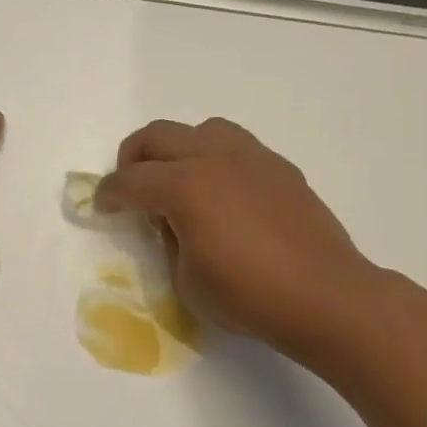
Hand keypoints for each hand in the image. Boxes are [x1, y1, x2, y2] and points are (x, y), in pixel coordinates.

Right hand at [96, 118, 375, 357]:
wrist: (324, 296)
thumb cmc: (248, 296)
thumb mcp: (187, 280)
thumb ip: (170, 242)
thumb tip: (172, 223)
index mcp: (185, 187)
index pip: (130, 181)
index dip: (108, 194)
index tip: (101, 207)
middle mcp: (215, 158)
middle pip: (158, 136)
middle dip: (133, 158)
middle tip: (130, 187)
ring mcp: (252, 157)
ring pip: (201, 129)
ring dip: (178, 149)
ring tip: (179, 181)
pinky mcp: (280, 168)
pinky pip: (236, 147)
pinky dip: (216, 160)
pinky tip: (223, 194)